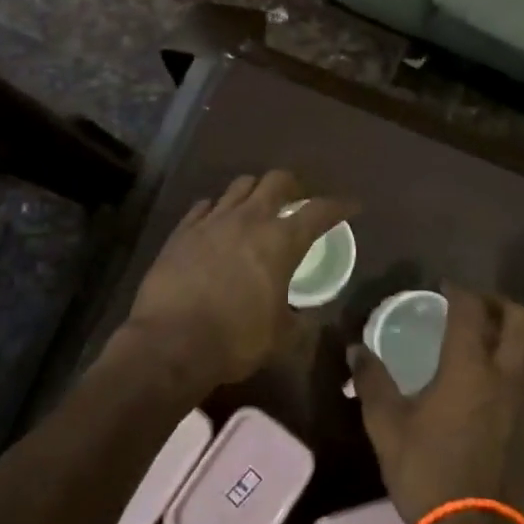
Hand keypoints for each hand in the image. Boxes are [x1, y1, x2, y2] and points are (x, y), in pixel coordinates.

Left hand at [125, 170, 354, 389]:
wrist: (170, 342)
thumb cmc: (236, 340)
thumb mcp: (281, 336)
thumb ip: (299, 319)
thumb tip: (308, 315)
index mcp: (281, 241)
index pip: (320, 211)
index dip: (340, 205)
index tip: (353, 206)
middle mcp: (249, 219)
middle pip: (277, 181)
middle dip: (294, 186)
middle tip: (299, 200)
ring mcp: (212, 220)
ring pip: (240, 186)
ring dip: (255, 191)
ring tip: (258, 207)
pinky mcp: (182, 230)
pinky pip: (204, 206)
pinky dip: (217, 209)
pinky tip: (217, 221)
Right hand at [350, 285, 523, 523]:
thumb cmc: (427, 473)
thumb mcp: (387, 426)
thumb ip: (372, 381)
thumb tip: (355, 350)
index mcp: (469, 368)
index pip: (471, 310)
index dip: (459, 290)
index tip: (445, 286)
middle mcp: (507, 375)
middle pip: (520, 319)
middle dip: (498, 302)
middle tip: (477, 305)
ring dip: (522, 330)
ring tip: (498, 333)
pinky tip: (508, 375)